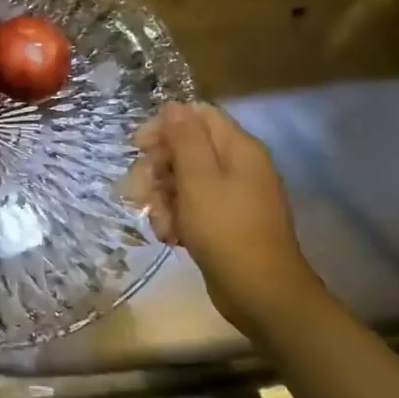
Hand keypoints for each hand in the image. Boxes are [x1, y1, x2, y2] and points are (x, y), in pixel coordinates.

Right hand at [128, 103, 326, 330]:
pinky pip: (191, 207)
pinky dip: (176, 219)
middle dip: (157, 170)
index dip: (164, 127)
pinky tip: (170, 237)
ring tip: (161, 224)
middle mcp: (237, 166)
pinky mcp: (223, 222)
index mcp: (238, 148)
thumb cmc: (226, 229)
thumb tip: (174, 105)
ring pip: (182, 181)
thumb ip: (185, 138)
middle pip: (185, 149)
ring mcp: (231, 196)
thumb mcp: (199, 179)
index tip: (138, 147)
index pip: (197, 116)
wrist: (260, 292)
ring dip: (162, 199)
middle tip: (140, 191)